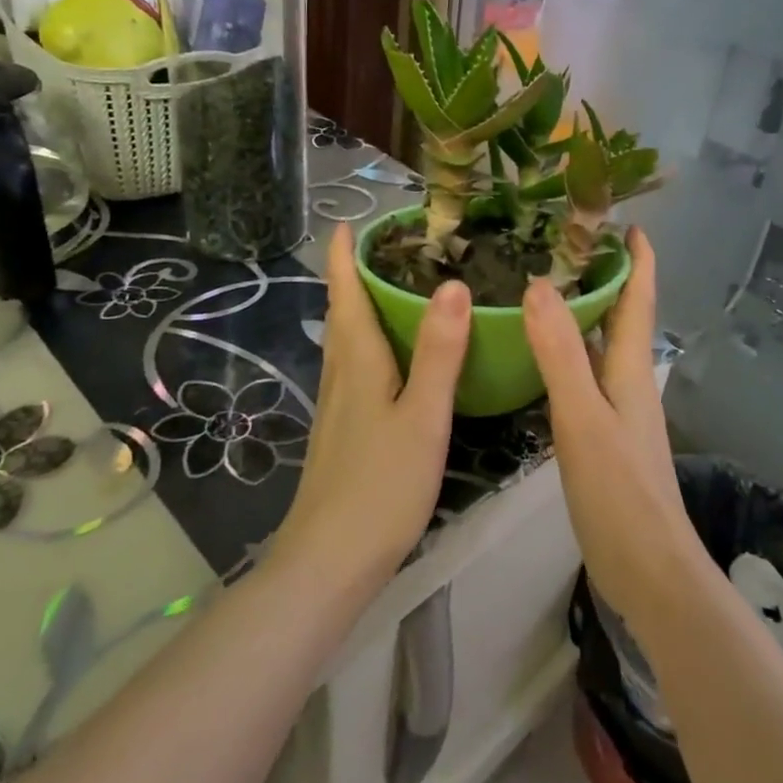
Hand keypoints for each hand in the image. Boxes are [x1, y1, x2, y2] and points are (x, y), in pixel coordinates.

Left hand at [271, 224, 470, 593]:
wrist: (330, 561)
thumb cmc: (380, 485)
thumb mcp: (422, 416)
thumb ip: (439, 352)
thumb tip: (453, 285)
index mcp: (357, 360)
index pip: (344, 292)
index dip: (344, 255)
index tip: (351, 221)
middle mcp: (341, 373)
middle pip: (342, 311)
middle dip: (355, 274)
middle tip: (390, 246)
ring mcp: (338, 404)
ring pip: (347, 339)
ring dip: (361, 305)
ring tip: (394, 286)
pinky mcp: (344, 429)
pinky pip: (356, 365)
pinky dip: (371, 340)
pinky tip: (395, 355)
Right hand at [523, 229, 707, 627]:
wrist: (648, 571)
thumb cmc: (620, 491)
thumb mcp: (583, 418)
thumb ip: (560, 354)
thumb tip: (537, 286)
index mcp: (630, 369)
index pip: (638, 299)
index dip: (637, 259)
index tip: (626, 221)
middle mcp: (628, 381)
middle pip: (619, 316)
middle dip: (602, 277)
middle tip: (562, 243)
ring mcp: (616, 410)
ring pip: (599, 346)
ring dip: (582, 314)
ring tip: (542, 286)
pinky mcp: (602, 436)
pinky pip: (584, 376)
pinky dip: (566, 353)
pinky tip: (538, 355)